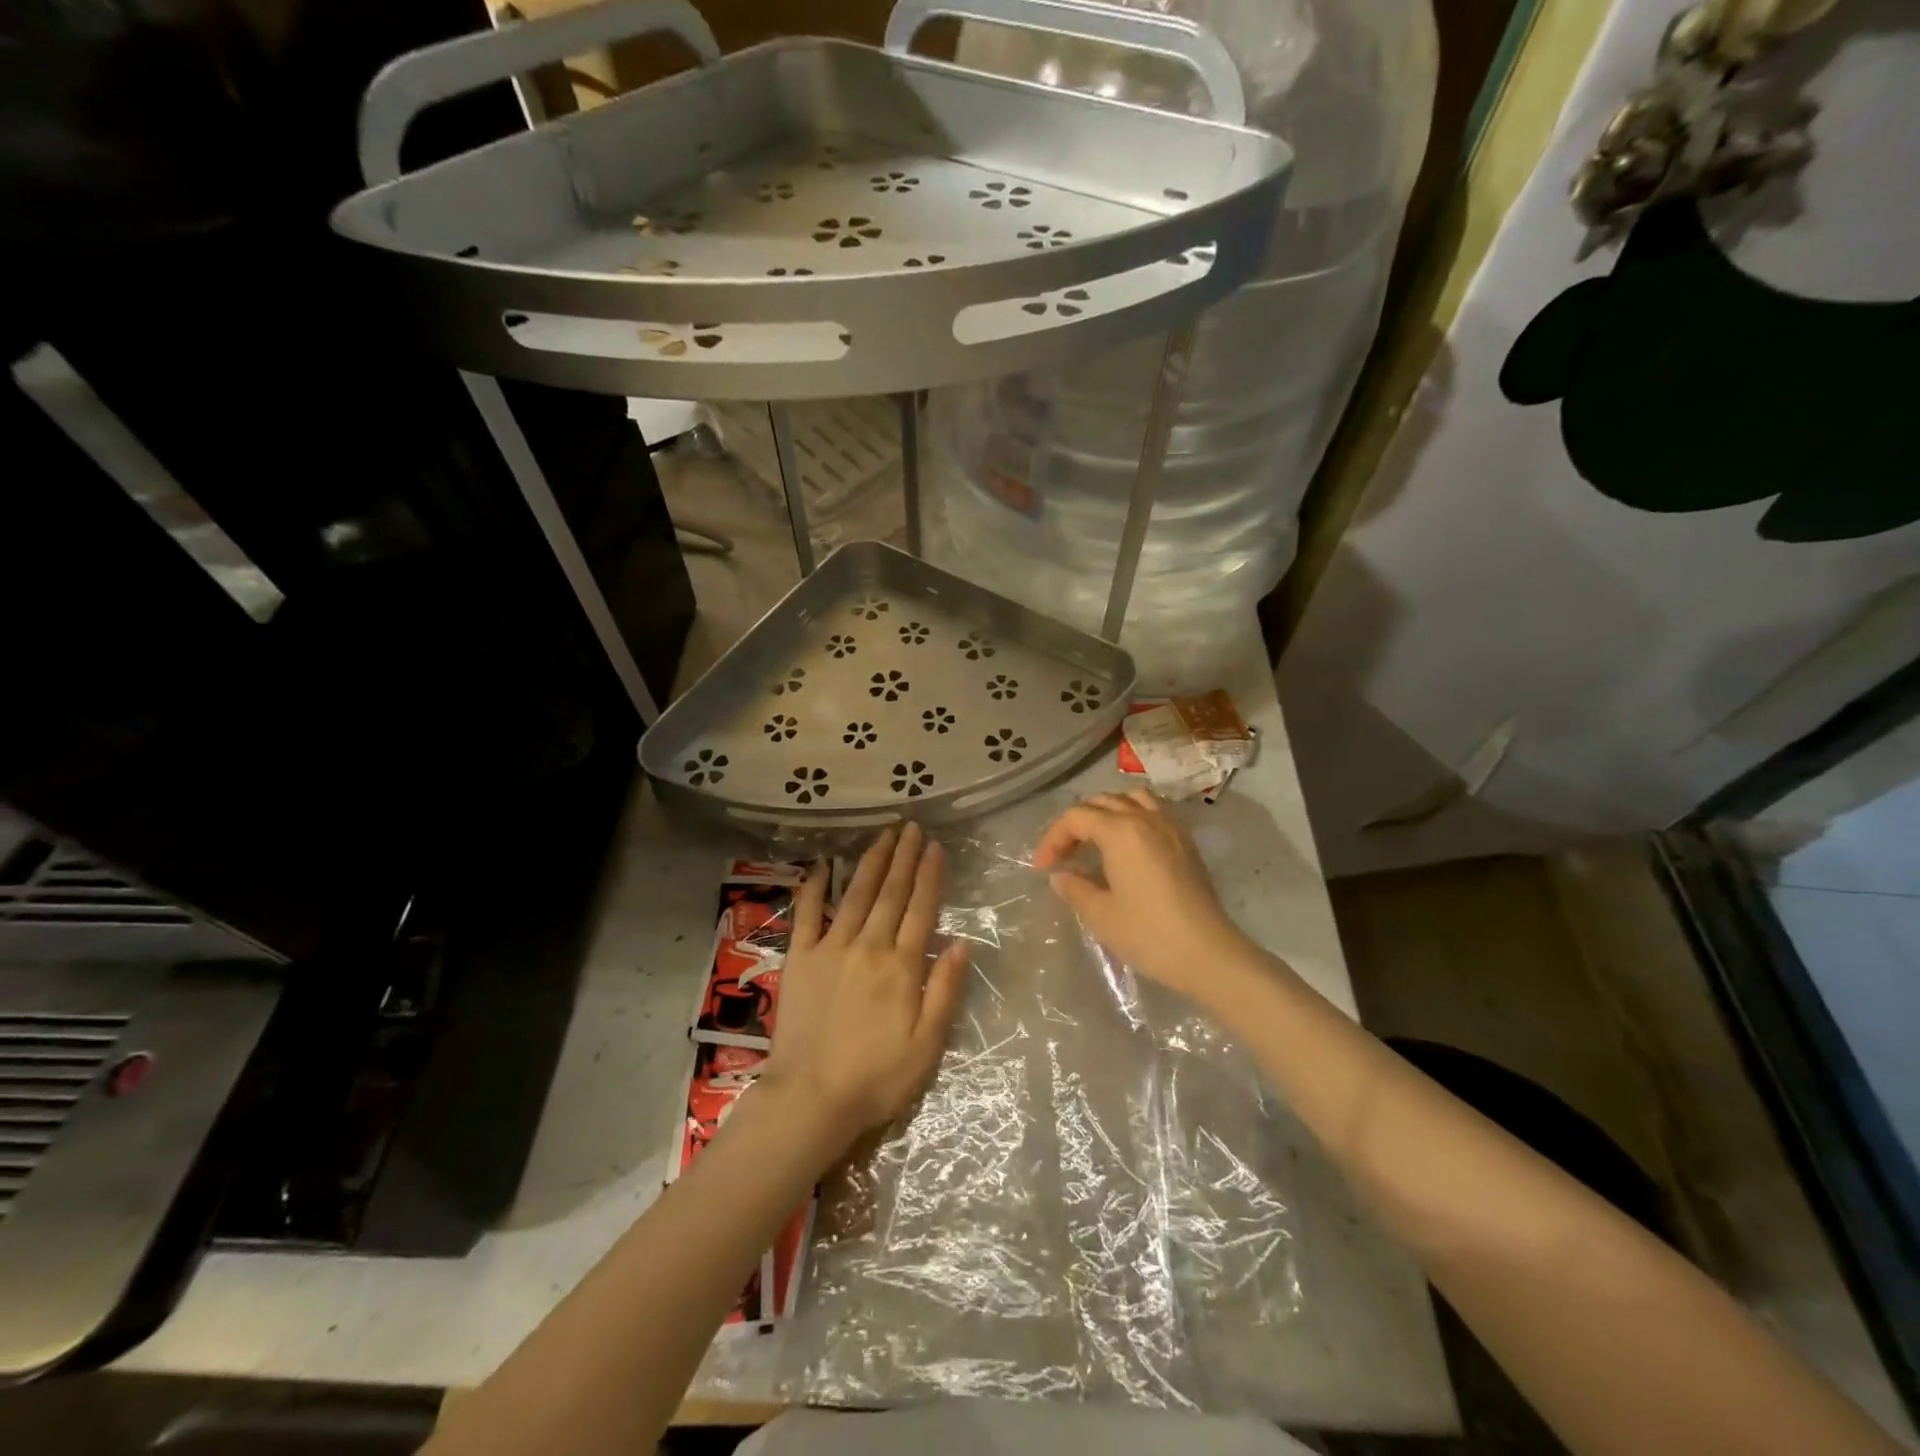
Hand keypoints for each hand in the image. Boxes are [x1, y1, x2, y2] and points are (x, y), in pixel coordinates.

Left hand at [760, 823, 967, 1150]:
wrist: (811, 1099)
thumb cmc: (877, 1078)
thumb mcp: (927, 1045)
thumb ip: (944, 991)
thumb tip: (961, 944)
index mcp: (901, 966)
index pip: (921, 909)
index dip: (930, 875)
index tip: (935, 846)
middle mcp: (868, 946)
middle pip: (891, 893)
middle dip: (904, 856)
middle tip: (912, 826)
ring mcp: (831, 948)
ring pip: (857, 894)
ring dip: (872, 862)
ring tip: (884, 834)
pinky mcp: (800, 958)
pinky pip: (808, 914)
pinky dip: (816, 887)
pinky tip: (824, 865)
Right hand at [1033, 790, 1249, 1003]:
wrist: (1208, 953)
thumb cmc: (1149, 934)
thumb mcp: (1101, 914)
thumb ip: (1075, 888)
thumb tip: (1061, 876)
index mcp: (1121, 831)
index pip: (1076, 817)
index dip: (1054, 838)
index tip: (1043, 867)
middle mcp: (1146, 818)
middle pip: (1102, 801)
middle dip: (1076, 823)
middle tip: (1065, 855)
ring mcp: (1171, 827)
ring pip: (1132, 798)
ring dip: (1108, 811)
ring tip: (1097, 839)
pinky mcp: (1186, 843)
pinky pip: (1154, 811)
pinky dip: (1134, 817)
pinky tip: (1128, 847)